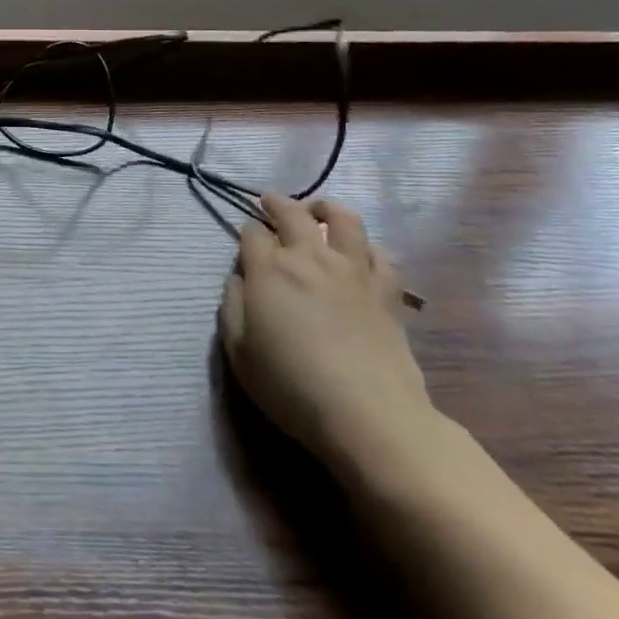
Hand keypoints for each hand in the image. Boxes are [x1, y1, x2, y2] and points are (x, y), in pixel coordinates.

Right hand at [218, 195, 434, 478]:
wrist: (368, 415)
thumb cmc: (291, 386)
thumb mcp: (238, 351)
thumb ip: (232, 305)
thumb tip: (240, 279)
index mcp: (269, 270)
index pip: (252, 233)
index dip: (246, 234)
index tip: (245, 245)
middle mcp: (309, 257)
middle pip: (292, 213)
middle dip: (276, 204)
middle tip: (270, 203)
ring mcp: (352, 270)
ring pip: (343, 219)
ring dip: (326, 209)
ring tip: (318, 212)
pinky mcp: (386, 290)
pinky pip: (378, 253)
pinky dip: (365, 246)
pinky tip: (359, 253)